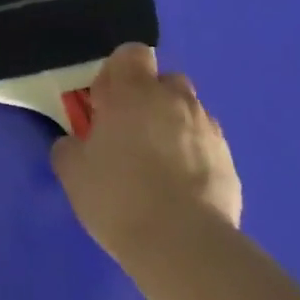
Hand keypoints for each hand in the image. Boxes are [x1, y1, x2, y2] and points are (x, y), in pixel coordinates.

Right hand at [51, 43, 241, 267]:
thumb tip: (75, 142)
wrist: (183, 246)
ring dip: (173, 126)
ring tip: (159, 164)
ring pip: (188, 112)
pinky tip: (181, 188)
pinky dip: (194, 155)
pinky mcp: (229, 161)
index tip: (106, 104)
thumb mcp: (72, 171)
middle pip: (164, 80)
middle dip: (149, 98)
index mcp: (133, 92)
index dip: (118, 73)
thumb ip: (70, 146)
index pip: (131, 53)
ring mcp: (207, 129)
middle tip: (131, 133)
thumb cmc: (118, 196)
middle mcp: (174, 99)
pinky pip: (206, 144)